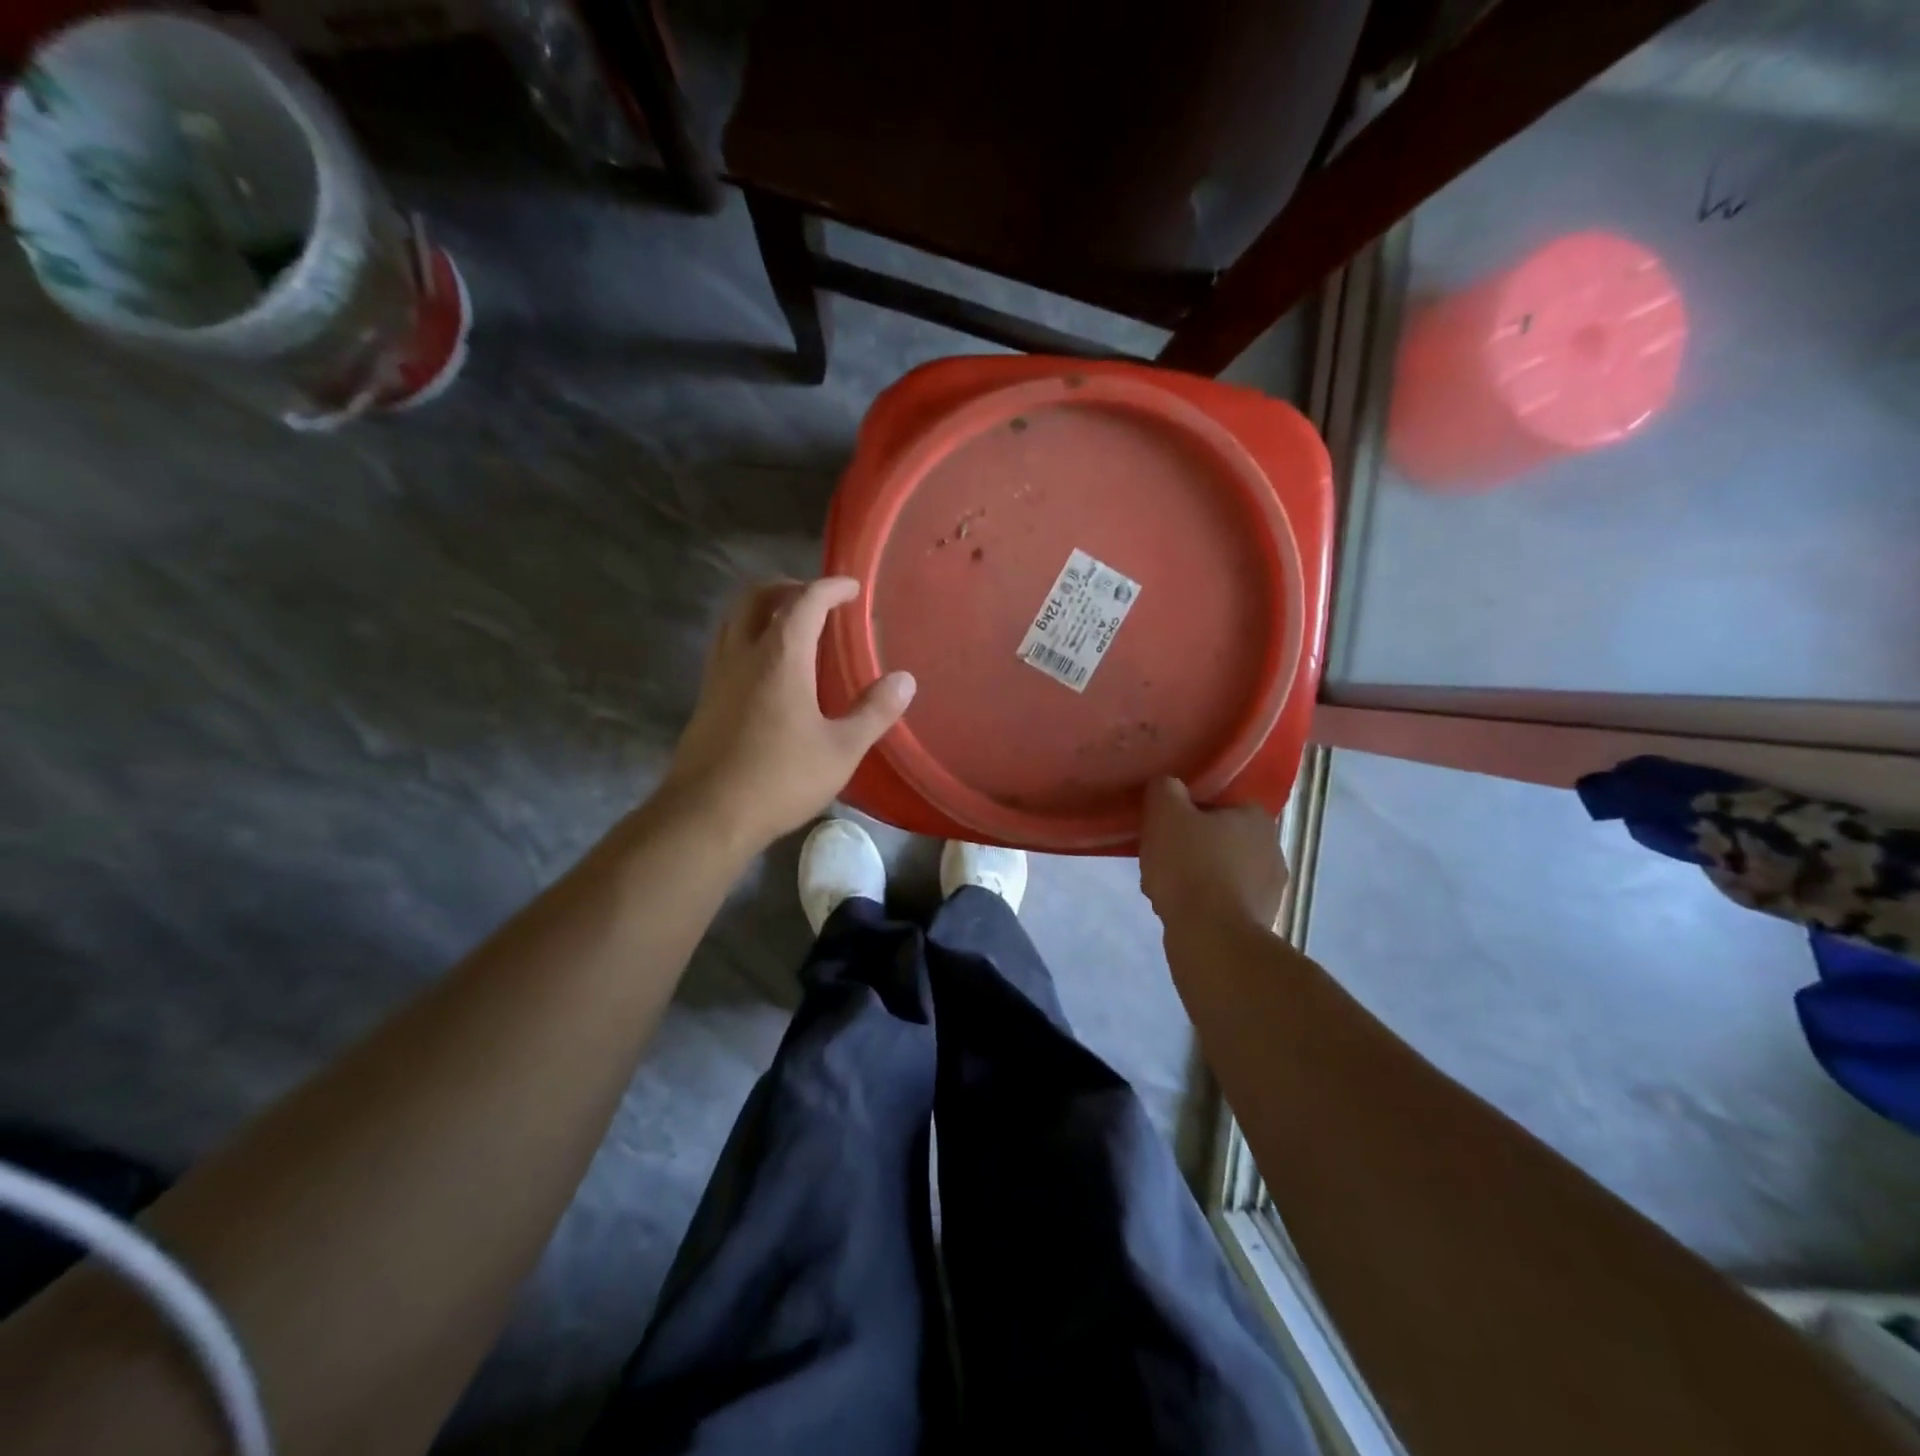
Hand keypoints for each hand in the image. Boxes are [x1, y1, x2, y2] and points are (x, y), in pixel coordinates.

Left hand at [661, 577, 914, 851]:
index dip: (830, 587)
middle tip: (817, 599)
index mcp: (780, 657)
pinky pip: (726, 646)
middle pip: (756, 596)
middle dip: (788, 586)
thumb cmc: (780, 779)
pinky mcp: (705, 699)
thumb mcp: (841, 749)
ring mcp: (717, 675)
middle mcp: (743, 654)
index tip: (852, 587)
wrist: (707, 815)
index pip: (804, 601)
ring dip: (762, 608)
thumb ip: (874, 711)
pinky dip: (748, 635)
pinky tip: (767, 668)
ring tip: (791, 624)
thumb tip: (905, 680)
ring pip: (733, 618)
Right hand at [1139, 778, 1287, 936]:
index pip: (1220, 804)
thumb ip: (1165, 789)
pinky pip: (1223, 903)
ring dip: (1196, 877)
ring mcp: (1270, 890)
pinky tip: (1179, 911)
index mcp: (1257, 818)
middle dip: (1192, 847)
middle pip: (1220, 839)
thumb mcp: (1165, 813)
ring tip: (1165, 888)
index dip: (1189, 813)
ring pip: (1220, 873)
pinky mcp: (1260, 922)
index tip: (1167, 826)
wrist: (1212, 937)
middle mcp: (1273, 850)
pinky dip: (1203, 904)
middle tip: (1162, 856)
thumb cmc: (1191, 866)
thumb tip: (1168, 786)